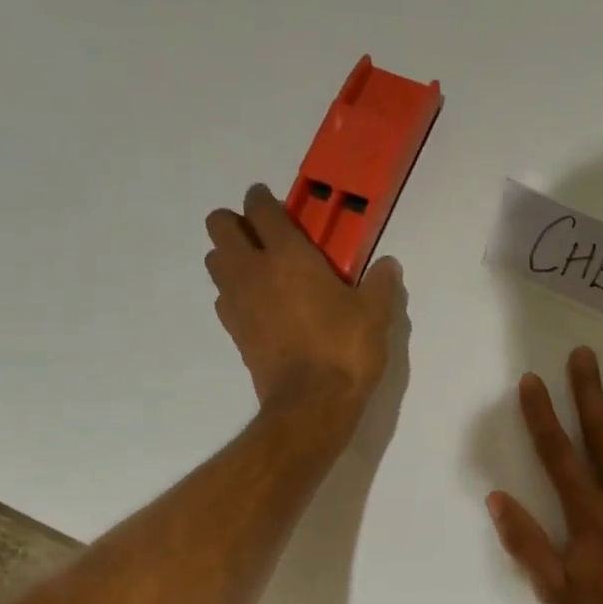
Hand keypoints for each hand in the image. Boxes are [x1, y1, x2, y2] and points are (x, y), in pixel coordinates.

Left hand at [205, 184, 402, 427]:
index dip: (263, 199)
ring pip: (215, 261)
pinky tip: (260, 307)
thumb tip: (388, 266)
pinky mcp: (234, 332)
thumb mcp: (375, 315)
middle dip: (236, 223)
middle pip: (220, 226)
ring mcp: (237, 302)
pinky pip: (223, 298)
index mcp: (287, 255)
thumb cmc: (344, 351)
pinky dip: (235, 293)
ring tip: (260, 271)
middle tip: (264, 237)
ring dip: (230, 257)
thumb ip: (380, 284)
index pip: (261, 208)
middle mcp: (252, 270)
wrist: (312, 404)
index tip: (275, 204)